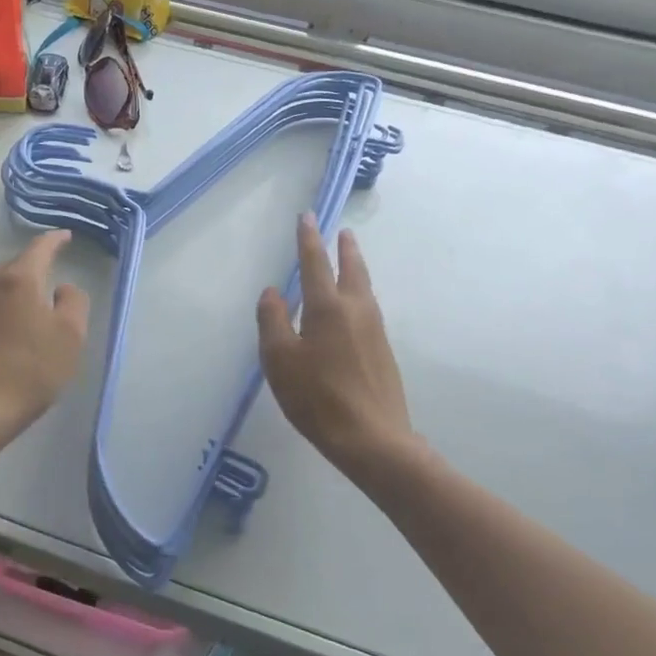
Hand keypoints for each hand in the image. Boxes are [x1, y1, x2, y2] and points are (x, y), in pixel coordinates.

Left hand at [0, 230, 89, 454]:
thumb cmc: (29, 371)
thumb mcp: (70, 337)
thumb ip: (74, 303)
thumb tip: (63, 288)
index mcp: (19, 280)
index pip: (39, 248)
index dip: (55, 240)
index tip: (65, 236)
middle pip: (13, 264)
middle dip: (32, 262)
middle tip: (50, 269)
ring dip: (13, 286)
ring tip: (29, 299)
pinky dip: (0, 308)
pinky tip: (8, 329)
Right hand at [258, 215, 414, 479]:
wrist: (372, 438)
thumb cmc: (317, 397)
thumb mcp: (279, 359)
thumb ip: (272, 320)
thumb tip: (273, 291)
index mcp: (328, 306)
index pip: (315, 262)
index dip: (308, 238)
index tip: (307, 216)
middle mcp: (356, 310)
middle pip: (352, 269)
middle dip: (345, 248)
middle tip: (342, 232)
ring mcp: (375, 330)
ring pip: (365, 289)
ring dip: (356, 269)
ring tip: (349, 261)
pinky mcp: (383, 351)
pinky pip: (369, 310)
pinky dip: (359, 295)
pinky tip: (353, 309)